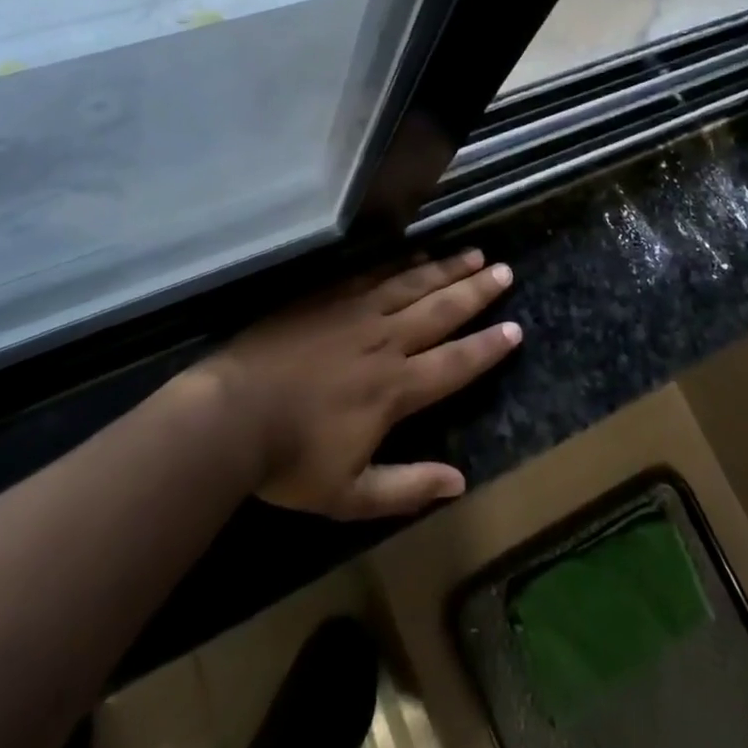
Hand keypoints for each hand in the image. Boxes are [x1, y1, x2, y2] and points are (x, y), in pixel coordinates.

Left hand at [197, 251, 522, 519]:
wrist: (231, 414)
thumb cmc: (290, 460)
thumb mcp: (350, 494)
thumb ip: (406, 487)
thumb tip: (459, 483)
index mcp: (395, 388)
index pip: (454, 363)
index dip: (487, 347)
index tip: (515, 328)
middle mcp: (384, 341)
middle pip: (440, 310)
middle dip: (476, 291)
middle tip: (504, 270)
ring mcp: (355, 312)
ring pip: (411, 284)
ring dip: (445, 268)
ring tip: (473, 253)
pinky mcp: (327, 296)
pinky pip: (373, 273)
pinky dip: (399, 263)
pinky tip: (414, 254)